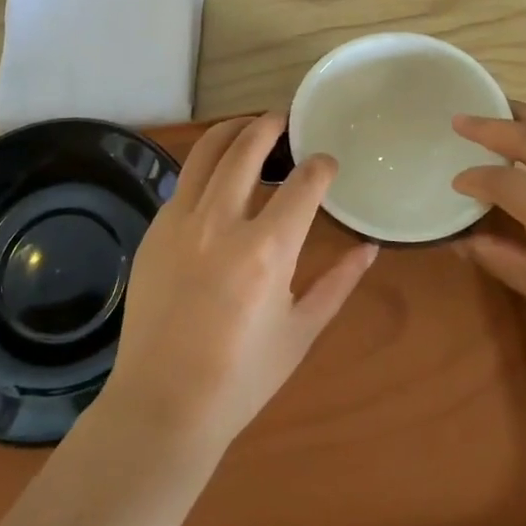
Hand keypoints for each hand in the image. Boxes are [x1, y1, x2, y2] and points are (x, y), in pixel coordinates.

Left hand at [102, 113, 379, 451]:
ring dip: (233, 130)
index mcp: (267, 250)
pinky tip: (218, 180)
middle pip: (248, 146)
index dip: (321, 165)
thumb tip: (370, 248)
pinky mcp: (155, 229)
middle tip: (286, 121)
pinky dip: (206, 168)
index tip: (327, 164)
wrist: (162, 404)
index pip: (304, 182)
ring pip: (207, 150)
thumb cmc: (241, 377)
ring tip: (251, 129)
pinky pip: (184, 182)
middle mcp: (222, 221)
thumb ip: (339, 283)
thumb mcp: (302, 331)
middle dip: (272, 124)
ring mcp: (181, 221)